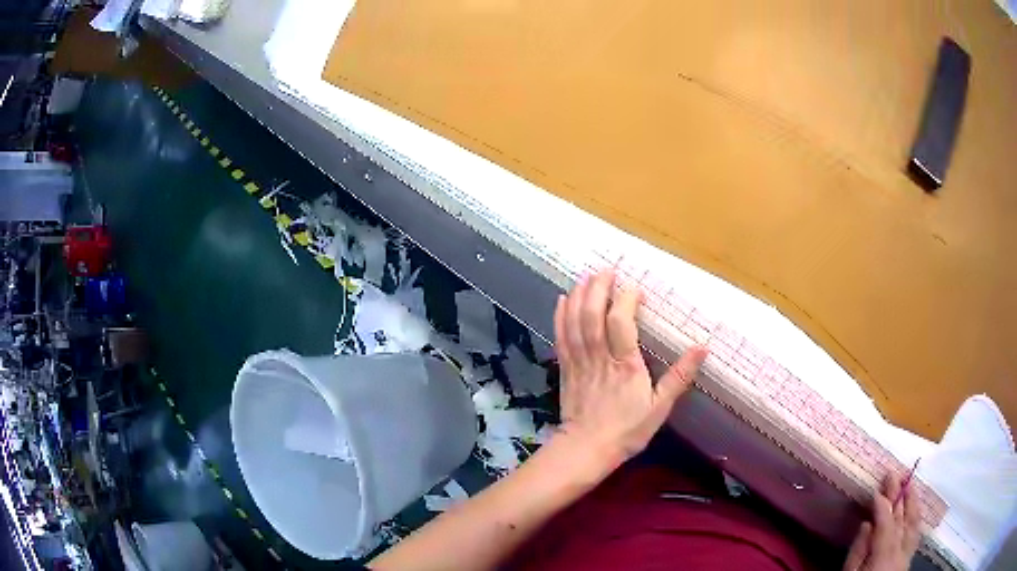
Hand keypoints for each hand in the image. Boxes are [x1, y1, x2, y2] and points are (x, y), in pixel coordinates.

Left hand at [553, 269, 708, 464]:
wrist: (587, 450)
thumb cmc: (627, 430)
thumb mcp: (660, 407)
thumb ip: (679, 376)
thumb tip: (702, 347)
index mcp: (625, 366)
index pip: (621, 323)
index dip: (624, 300)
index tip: (633, 287)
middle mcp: (600, 358)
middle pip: (593, 316)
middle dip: (598, 289)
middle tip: (606, 270)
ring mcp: (579, 362)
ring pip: (575, 323)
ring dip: (579, 296)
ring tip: (586, 277)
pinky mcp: (566, 369)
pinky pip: (561, 337)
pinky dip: (560, 316)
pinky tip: (562, 300)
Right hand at [844, 473, 922, 570]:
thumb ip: (857, 553)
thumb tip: (866, 524)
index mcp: (884, 557)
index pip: (886, 525)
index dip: (883, 506)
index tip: (877, 489)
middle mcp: (900, 553)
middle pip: (901, 520)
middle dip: (897, 496)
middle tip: (893, 473)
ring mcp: (908, 555)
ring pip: (913, 524)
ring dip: (911, 502)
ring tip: (909, 483)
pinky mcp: (909, 558)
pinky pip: (916, 533)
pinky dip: (915, 517)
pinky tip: (915, 507)